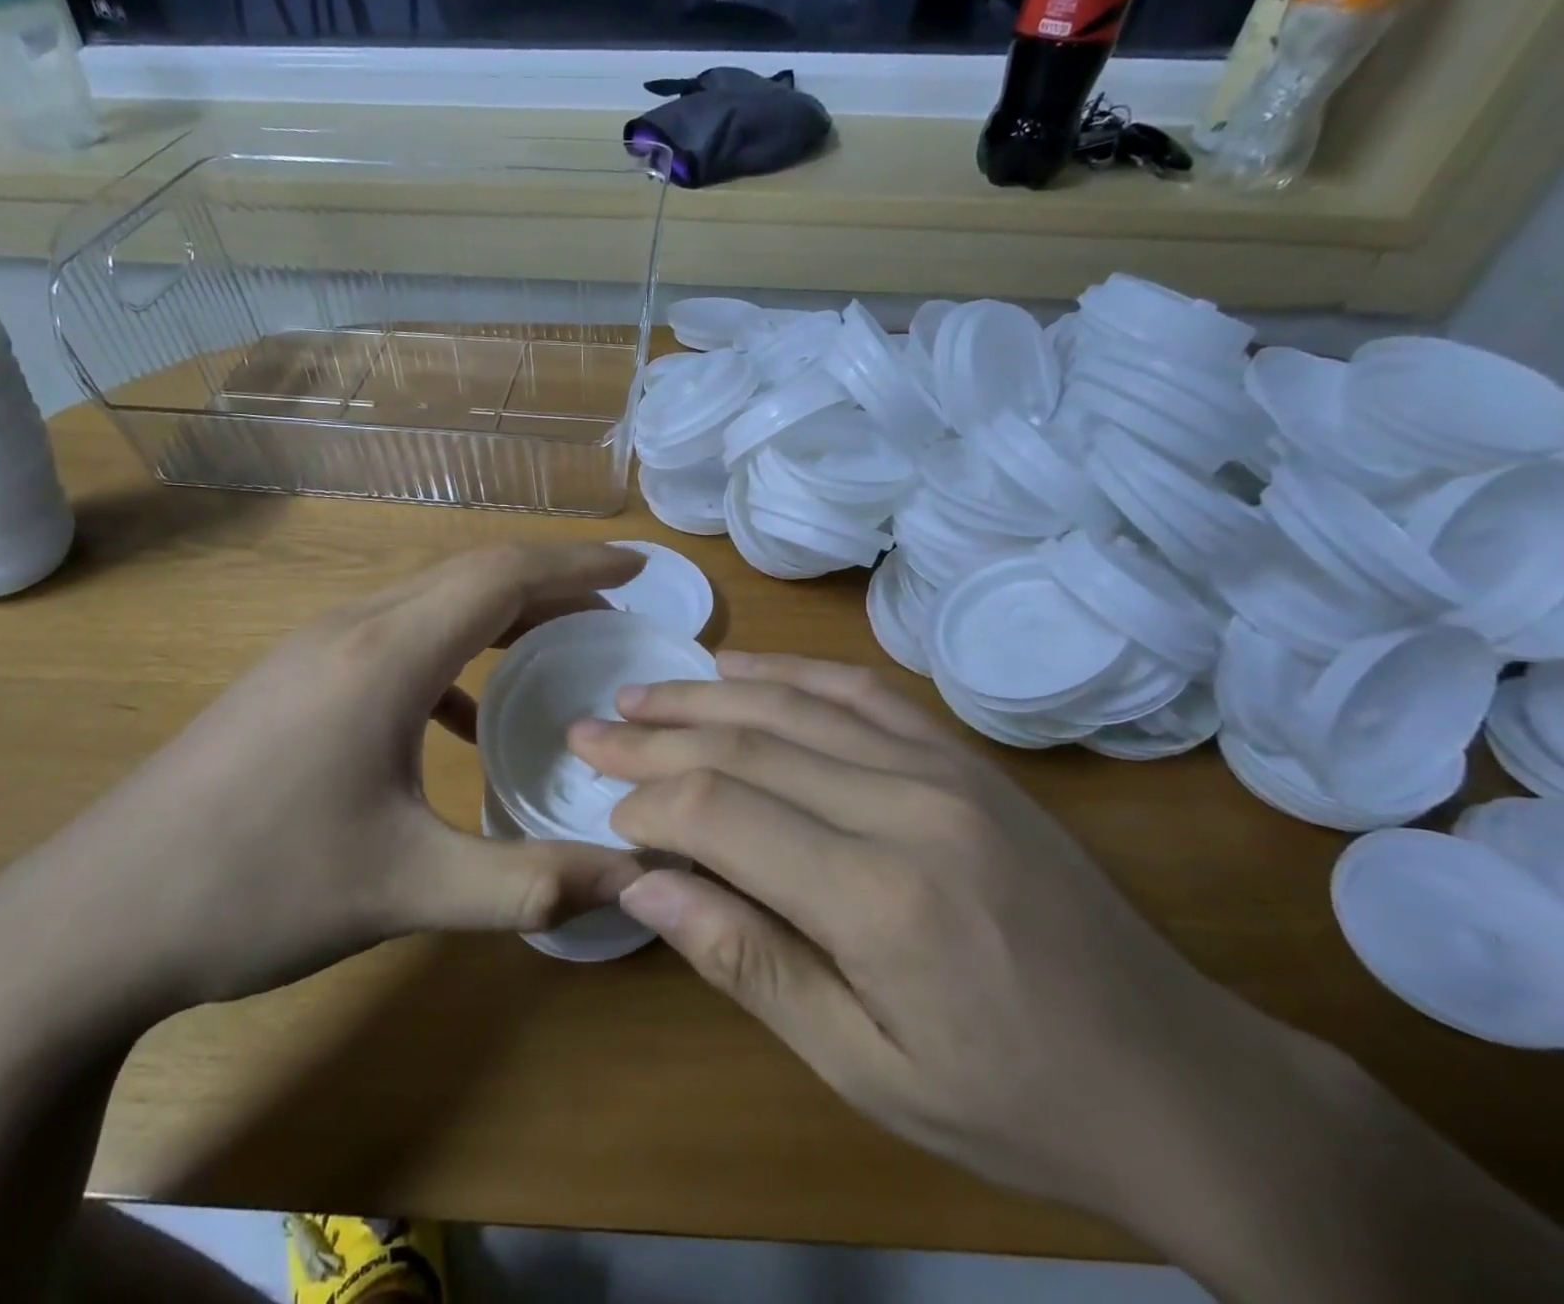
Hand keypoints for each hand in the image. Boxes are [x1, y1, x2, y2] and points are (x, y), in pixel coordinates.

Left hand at [0, 544, 648, 1015]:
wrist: (93, 920)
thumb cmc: (256, 890)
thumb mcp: (406, 890)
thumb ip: (526, 882)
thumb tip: (630, 881)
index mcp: (385, 655)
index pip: (502, 574)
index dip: (578, 564)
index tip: (638, 569)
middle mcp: (351, 629)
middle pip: (471, 576)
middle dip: (551, 583)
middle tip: (615, 610)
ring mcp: (314, 651)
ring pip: (431, 603)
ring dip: (501, 614)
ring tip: (558, 646)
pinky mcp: (294, 682)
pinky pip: (396, 641)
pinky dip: (453, 656)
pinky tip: (466, 717)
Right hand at [568, 652, 1262, 1216]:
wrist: (1178, 1077)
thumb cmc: (1010, 1099)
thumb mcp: (863, 1067)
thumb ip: (746, 961)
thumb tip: (643, 885)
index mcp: (880, 898)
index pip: (723, 813)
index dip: (650, 802)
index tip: (606, 807)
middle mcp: (907, 806)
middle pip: (748, 746)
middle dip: (656, 735)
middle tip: (590, 727)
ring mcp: (943, 768)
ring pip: (795, 705)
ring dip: (706, 694)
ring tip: (642, 690)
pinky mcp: (964, 758)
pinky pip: (860, 692)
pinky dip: (789, 672)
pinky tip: (740, 669)